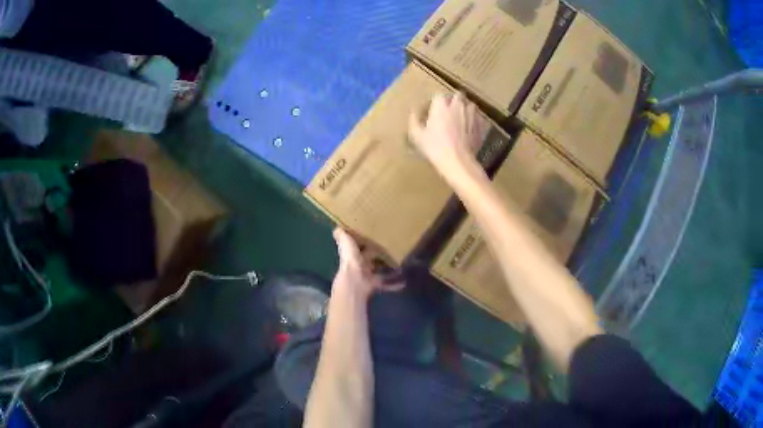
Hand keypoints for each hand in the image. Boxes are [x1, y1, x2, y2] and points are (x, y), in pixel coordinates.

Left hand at [332, 228, 403, 300]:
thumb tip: (336, 228)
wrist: (355, 280)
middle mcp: (360, 265)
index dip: (365, 243)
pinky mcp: (375, 284)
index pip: (359, 247)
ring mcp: (368, 276)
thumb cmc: (351, 259)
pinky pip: (386, 284)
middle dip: (379, 256)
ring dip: (388, 270)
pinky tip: (403, 282)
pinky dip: (394, 284)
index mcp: (353, 254)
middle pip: (371, 260)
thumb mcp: (346, 243)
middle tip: (393, 248)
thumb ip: (342, 236)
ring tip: (400, 264)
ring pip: (379, 272)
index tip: (376, 236)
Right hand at [408, 93, 487, 174]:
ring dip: (466, 108)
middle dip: (453, 100)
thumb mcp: (417, 135)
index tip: (432, 110)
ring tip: (461, 117)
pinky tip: (470, 128)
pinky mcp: (480, 126)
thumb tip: (413, 111)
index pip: (438, 95)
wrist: (457, 161)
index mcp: (441, 105)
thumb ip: (414, 120)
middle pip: (457, 95)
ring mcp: (471, 115)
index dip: (435, 102)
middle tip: (448, 111)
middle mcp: (457, 106)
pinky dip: (474, 120)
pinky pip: (478, 118)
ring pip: (470, 105)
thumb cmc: (434, 147)